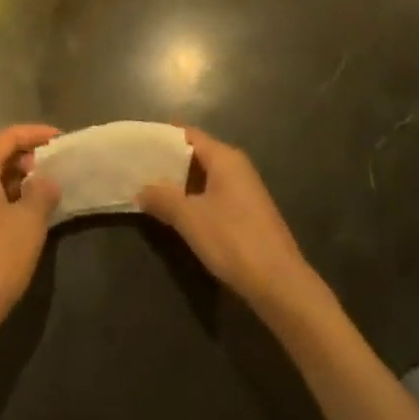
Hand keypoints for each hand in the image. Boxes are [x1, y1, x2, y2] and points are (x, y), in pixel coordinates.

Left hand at [0, 124, 60, 333]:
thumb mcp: (29, 221)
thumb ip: (42, 192)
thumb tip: (47, 180)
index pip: (8, 136)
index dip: (36, 133)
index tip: (61, 137)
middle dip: (25, 152)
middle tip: (51, 161)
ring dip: (17, 172)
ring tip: (45, 183)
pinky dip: (9, 190)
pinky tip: (29, 206)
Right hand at [138, 127, 316, 314]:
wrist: (281, 285)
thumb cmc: (233, 241)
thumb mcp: (190, 218)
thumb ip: (163, 198)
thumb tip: (141, 189)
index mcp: (225, 158)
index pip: (188, 134)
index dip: (162, 136)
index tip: (137, 143)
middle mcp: (237, 167)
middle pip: (197, 153)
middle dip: (168, 161)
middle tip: (138, 167)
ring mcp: (245, 190)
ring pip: (205, 176)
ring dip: (180, 182)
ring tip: (150, 189)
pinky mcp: (248, 213)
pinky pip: (214, 193)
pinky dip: (194, 197)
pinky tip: (178, 212)